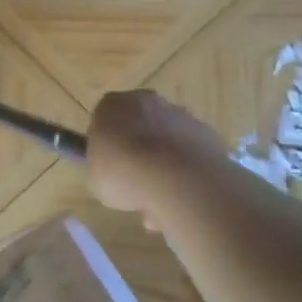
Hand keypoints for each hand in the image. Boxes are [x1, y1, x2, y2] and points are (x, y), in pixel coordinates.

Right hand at [87, 90, 227, 219]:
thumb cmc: (122, 172)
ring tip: (160, 200)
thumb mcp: (94, 176)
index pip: (105, 119)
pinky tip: (181, 196)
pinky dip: (185, 172)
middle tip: (134, 182)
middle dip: (137, 150)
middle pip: (139, 125)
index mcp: (112, 105)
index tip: (109, 167)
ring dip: (163, 164)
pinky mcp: (207, 134)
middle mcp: (146, 101)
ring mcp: (180, 115)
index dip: (107, 144)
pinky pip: (189, 154)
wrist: (176, 179)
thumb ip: (102, 166)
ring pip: (166, 140)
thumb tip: (114, 169)